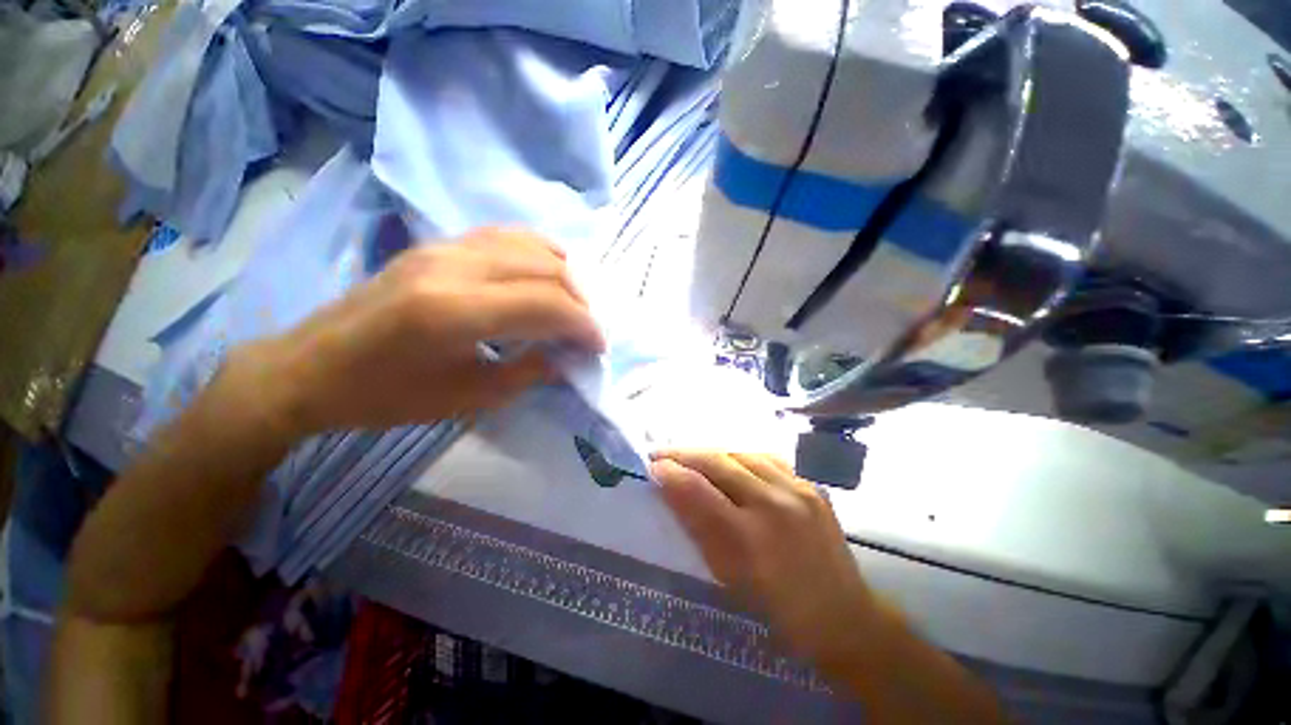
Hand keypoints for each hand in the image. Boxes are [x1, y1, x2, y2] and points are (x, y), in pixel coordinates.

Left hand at [231, 227, 604, 435]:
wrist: (309, 367)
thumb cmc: (385, 396)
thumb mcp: (466, 398)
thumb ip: (527, 373)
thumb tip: (566, 358)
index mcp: (454, 312)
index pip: (547, 304)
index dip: (584, 325)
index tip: (598, 347)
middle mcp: (453, 266)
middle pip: (546, 269)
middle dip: (580, 301)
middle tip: (587, 330)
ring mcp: (443, 247)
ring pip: (530, 244)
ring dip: (564, 274)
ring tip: (573, 304)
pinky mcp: (437, 244)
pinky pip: (505, 236)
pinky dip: (538, 254)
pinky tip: (546, 275)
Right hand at [650, 451, 876, 669]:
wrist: (842, 615)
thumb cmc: (777, 608)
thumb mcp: (728, 576)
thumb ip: (697, 527)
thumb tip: (671, 489)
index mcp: (749, 540)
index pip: (698, 490)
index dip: (670, 473)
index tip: (652, 466)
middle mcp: (773, 505)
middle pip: (718, 461)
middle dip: (684, 454)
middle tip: (663, 453)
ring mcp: (797, 489)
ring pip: (741, 453)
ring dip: (710, 451)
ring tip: (691, 455)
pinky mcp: (810, 484)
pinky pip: (766, 458)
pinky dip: (740, 456)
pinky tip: (729, 460)